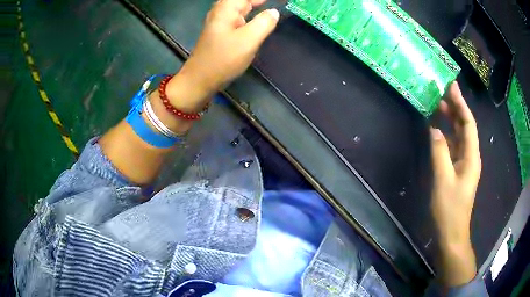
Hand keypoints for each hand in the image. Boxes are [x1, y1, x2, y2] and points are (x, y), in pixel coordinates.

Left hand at [167, 0, 279, 110]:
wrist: (200, 79)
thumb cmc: (223, 60)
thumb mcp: (248, 41)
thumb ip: (264, 23)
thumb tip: (274, 12)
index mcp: (227, 8)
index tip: (283, 0)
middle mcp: (222, 10)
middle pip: (244, 0)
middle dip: (259, 1)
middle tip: (279, 3)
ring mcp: (221, 20)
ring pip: (242, 5)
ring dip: (255, 4)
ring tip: (271, 6)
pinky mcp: (222, 29)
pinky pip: (239, 14)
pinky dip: (251, 12)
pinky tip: (259, 15)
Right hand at [429, 82, 481, 286]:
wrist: (452, 232)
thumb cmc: (450, 209)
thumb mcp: (443, 180)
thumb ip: (440, 152)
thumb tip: (434, 129)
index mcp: (471, 156)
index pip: (468, 123)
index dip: (461, 104)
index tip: (452, 87)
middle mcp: (470, 156)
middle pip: (465, 126)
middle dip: (456, 108)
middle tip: (443, 92)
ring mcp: (464, 163)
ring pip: (460, 135)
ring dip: (451, 120)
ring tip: (439, 106)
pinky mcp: (458, 169)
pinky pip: (454, 146)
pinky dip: (447, 135)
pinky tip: (438, 130)